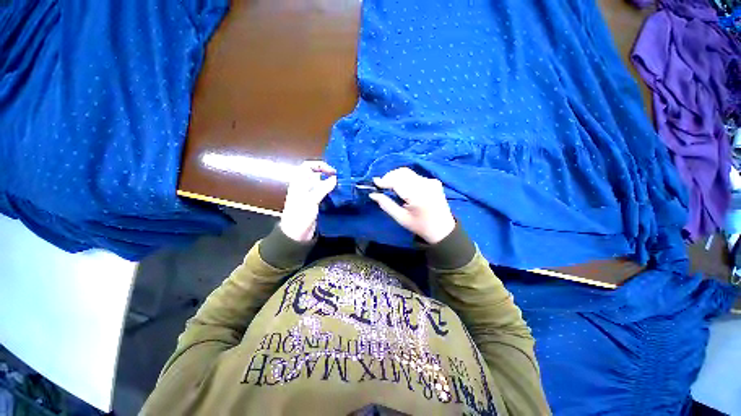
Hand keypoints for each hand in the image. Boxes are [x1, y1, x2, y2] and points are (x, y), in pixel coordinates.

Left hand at [279, 161, 336, 241]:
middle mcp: (304, 186)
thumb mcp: (312, 200)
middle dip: (328, 174)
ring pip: (321, 184)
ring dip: (330, 183)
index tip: (332, 171)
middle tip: (340, 177)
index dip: (320, 165)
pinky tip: (339, 194)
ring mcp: (310, 195)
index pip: (308, 166)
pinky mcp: (315, 203)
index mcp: (299, 182)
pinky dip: (331, 192)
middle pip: (316, 174)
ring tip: (342, 185)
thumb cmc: (300, 215)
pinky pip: (324, 193)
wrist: (296, 234)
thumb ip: (323, 187)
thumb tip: (335, 178)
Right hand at [369, 167, 455, 243]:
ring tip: (391, 187)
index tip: (375, 182)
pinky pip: (415, 176)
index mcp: (418, 196)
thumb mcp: (401, 218)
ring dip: (397, 177)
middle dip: (390, 177)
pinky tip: (404, 188)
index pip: (398, 181)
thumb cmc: (420, 226)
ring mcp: (431, 181)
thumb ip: (386, 205)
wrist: (442, 229)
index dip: (385, 180)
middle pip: (403, 173)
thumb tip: (373, 194)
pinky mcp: (434, 181)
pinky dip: (406, 179)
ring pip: (408, 173)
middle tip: (382, 186)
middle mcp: (426, 185)